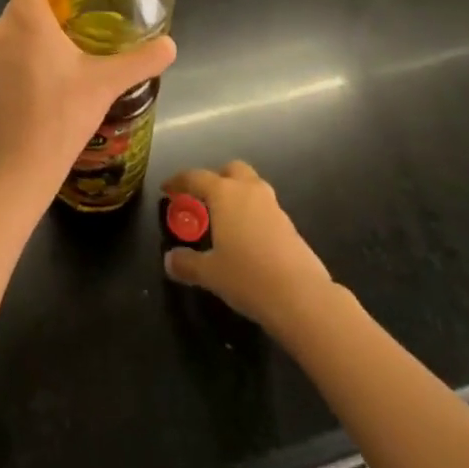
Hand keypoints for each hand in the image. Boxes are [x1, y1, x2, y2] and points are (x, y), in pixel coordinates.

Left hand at [0, 0, 176, 211]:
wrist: (20, 169)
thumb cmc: (62, 117)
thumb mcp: (107, 84)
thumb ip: (141, 60)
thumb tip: (171, 45)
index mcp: (27, 20)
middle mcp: (0, 30)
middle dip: (49, 2)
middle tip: (79, 18)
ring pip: (13, 28)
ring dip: (36, 31)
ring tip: (66, 54)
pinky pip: (3, 54)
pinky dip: (22, 56)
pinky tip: (44, 84)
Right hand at [161, 161, 334, 335]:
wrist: (301, 297)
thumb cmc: (248, 277)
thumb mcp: (210, 273)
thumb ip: (187, 263)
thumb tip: (170, 260)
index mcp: (225, 193)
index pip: (196, 177)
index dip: (178, 181)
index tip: (167, 189)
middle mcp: (249, 191)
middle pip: (231, 169)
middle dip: (216, 178)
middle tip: (204, 199)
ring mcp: (273, 206)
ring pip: (252, 186)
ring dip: (238, 195)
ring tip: (225, 220)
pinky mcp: (290, 225)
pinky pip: (265, 208)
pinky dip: (253, 214)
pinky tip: (248, 240)